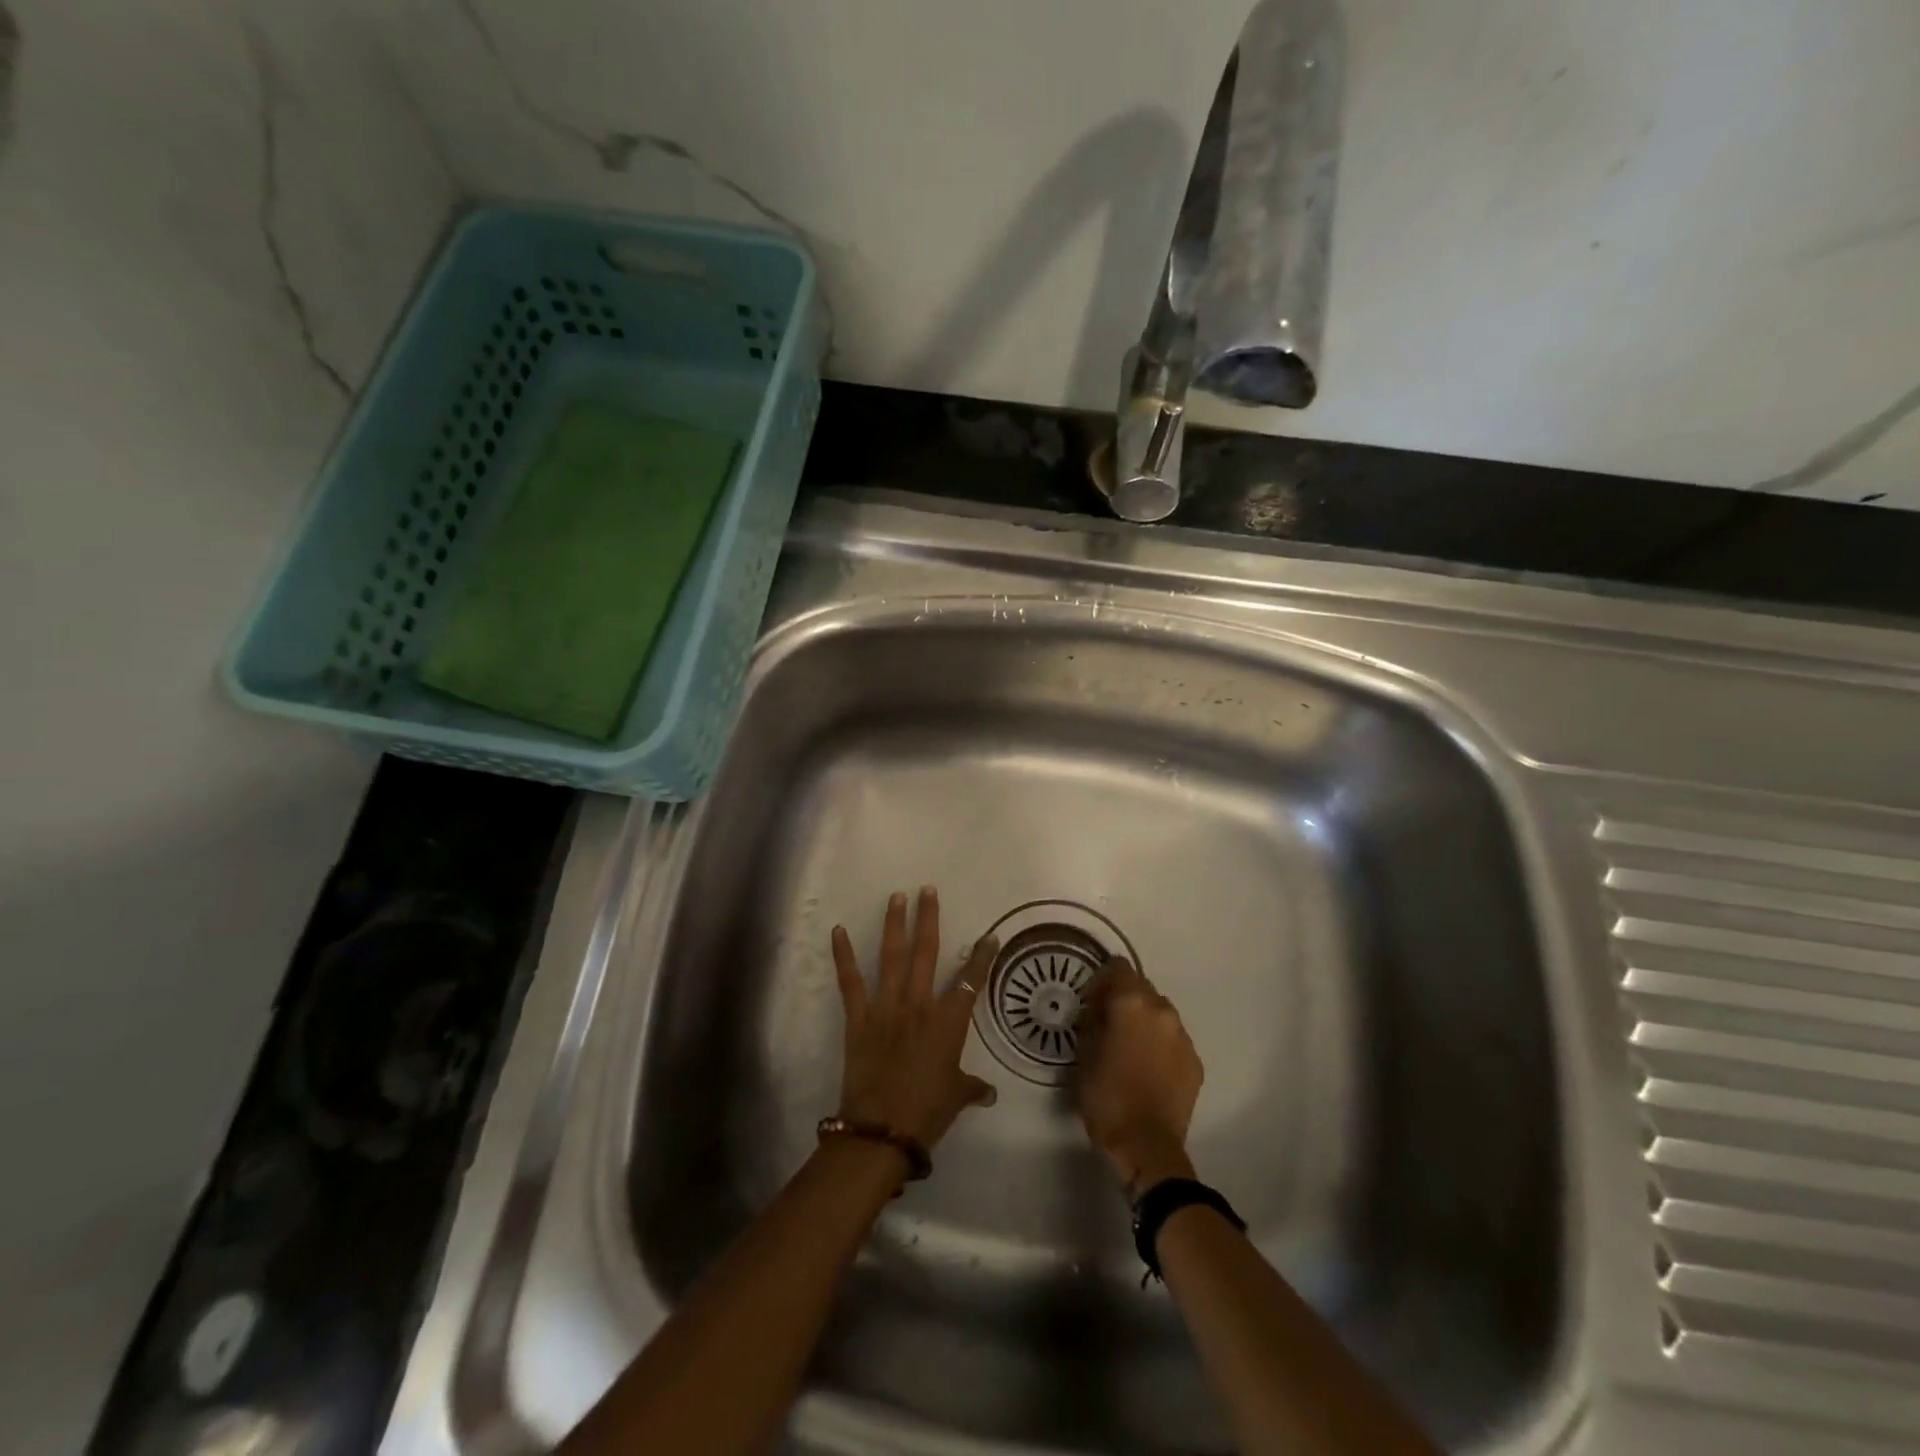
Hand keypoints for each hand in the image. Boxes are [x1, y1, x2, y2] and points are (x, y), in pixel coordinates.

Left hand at [830, 888, 998, 1153]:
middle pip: (927, 953)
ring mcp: (887, 1007)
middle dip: (928, 918)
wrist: (882, 1130)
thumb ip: (973, 1087)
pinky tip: (837, 931)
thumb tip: (988, 1092)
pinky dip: (843, 955)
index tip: (990, 936)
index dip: (982, 956)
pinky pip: (850, 981)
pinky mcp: (859, 1018)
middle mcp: (919, 1004)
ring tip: (896, 897)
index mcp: (948, 1021)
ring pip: (892, 957)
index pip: (971, 980)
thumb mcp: (957, 1096)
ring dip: (894, 925)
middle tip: (927, 890)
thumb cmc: (927, 1111)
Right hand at [1076, 956, 1203, 1196]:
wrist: (1148, 1147)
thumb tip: (1096, 1011)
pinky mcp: (1195, 1062)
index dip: (1101, 980)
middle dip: (1123, 999)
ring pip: (1159, 1013)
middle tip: (1106, 1024)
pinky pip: (1173, 1039)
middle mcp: (1162, 1011)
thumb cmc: (1107, 1097)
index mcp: (1132, 1003)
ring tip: (1128, 1047)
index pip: (1118, 967)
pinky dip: (1159, 1044)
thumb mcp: (1084, 1055)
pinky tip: (1147, 1068)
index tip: (1089, 1003)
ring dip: (1143, 1021)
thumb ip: (1091, 1022)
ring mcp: (1183, 1036)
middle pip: (1141, 987)